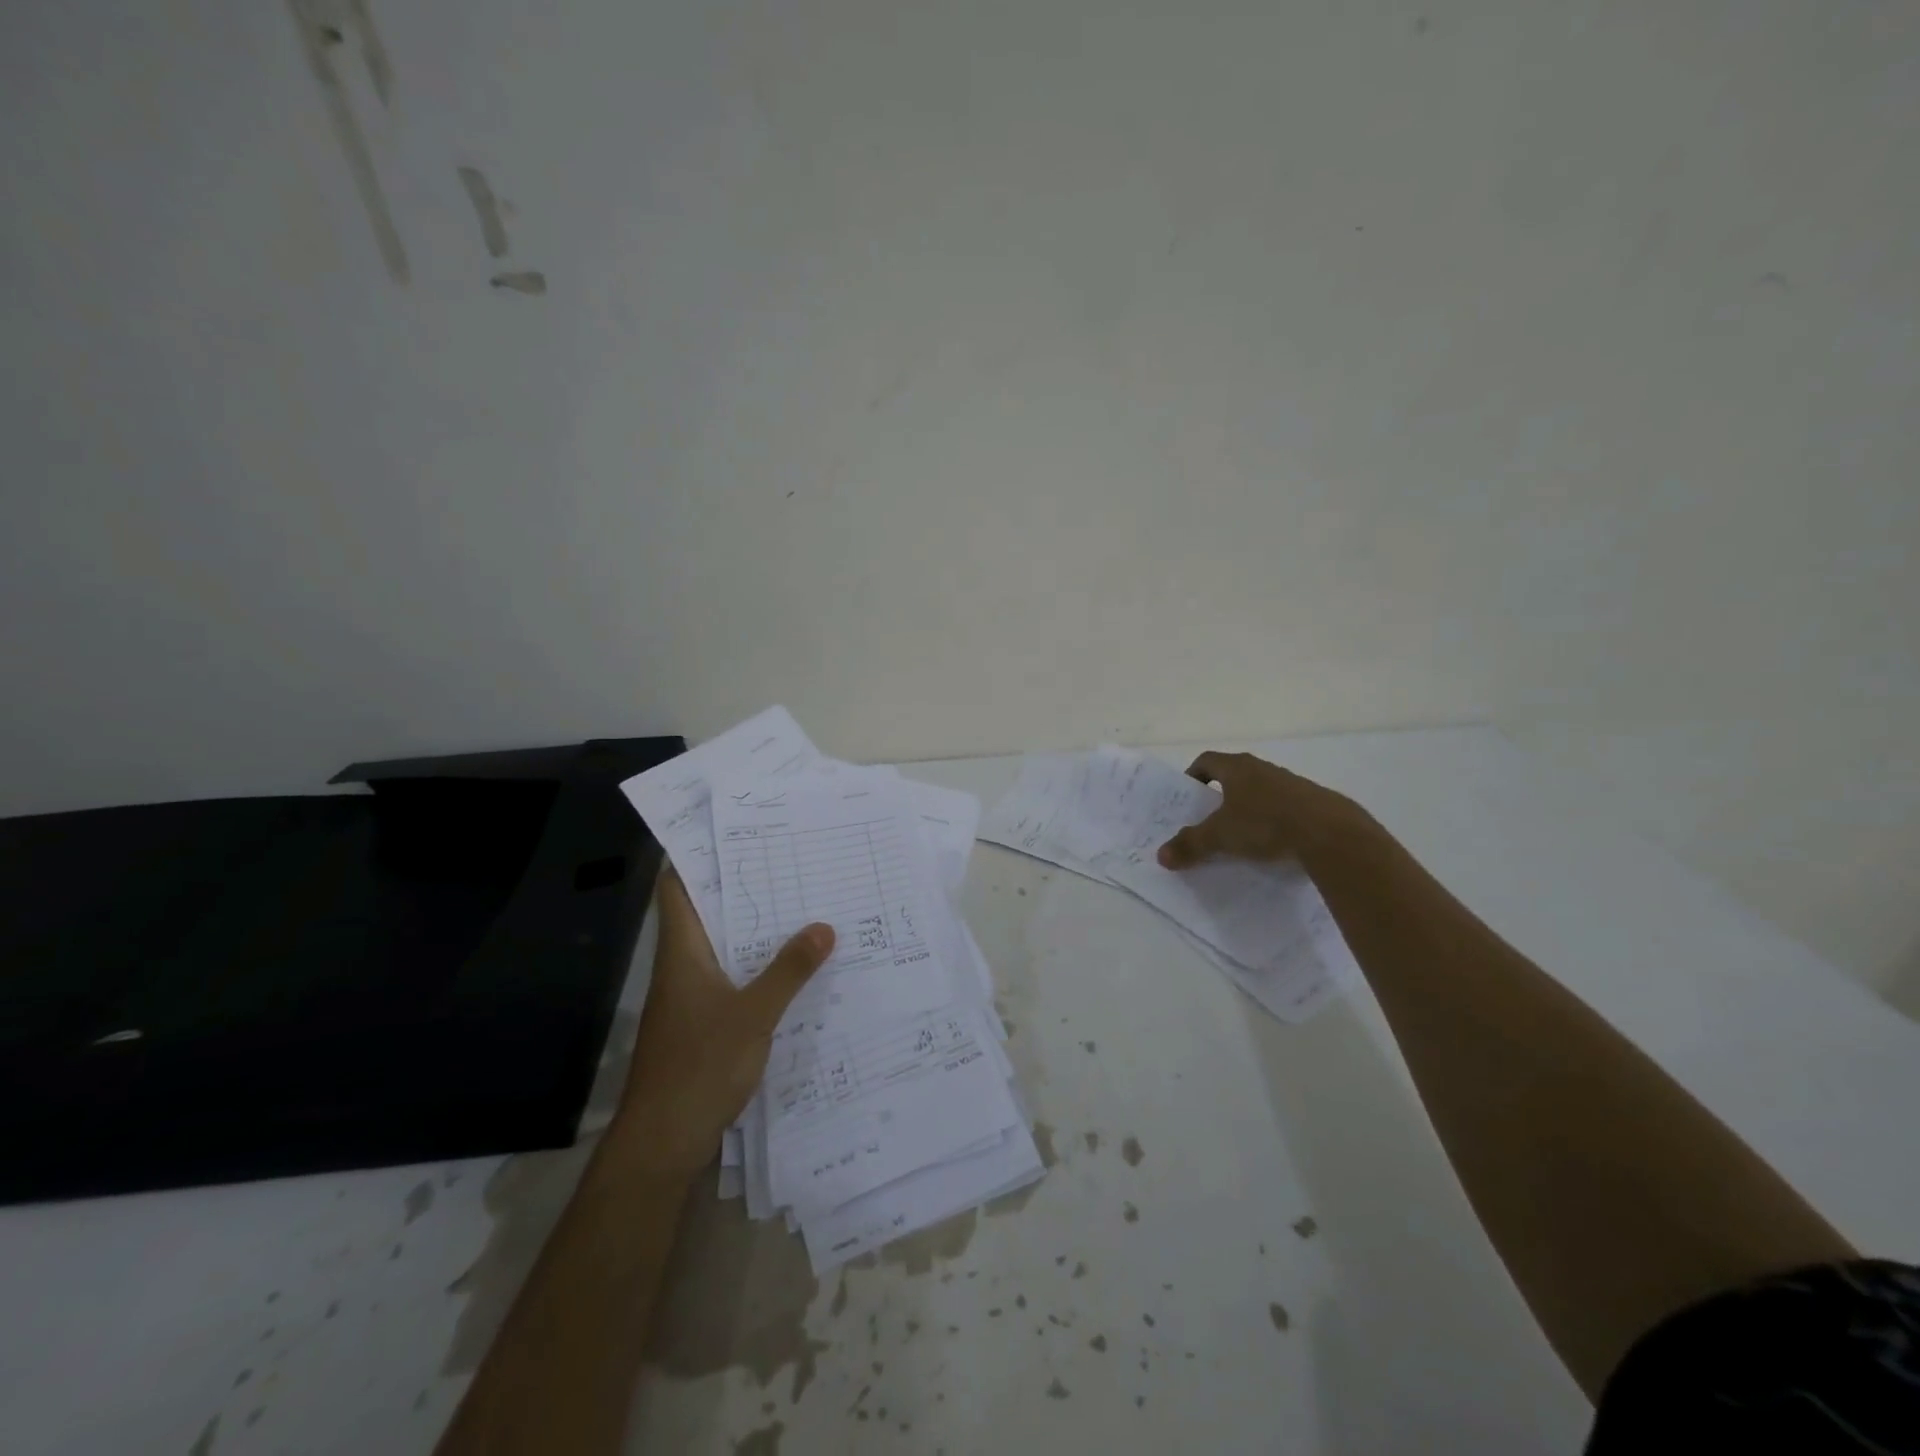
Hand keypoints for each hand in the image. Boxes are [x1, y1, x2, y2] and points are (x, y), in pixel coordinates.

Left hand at [614, 869, 834, 1177]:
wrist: (663, 1141)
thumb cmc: (699, 1066)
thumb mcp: (754, 1014)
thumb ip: (789, 970)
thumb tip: (824, 925)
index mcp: (683, 952)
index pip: (678, 889)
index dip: (697, 857)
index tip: (735, 832)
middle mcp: (683, 966)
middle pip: (708, 913)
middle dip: (744, 888)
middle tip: (788, 863)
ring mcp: (690, 997)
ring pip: (723, 947)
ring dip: (755, 929)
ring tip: (800, 905)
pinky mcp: (703, 1024)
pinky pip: (733, 979)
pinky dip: (758, 966)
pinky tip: (793, 967)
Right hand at [1156, 751, 1365, 868]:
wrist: (1330, 834)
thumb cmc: (1265, 824)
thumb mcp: (1220, 837)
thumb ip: (1190, 845)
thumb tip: (1161, 856)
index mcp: (1237, 768)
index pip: (1207, 760)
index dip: (1193, 775)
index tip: (1188, 795)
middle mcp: (1263, 768)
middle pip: (1234, 775)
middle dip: (1220, 794)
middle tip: (1209, 819)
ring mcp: (1291, 783)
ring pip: (1261, 791)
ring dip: (1249, 807)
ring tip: (1241, 834)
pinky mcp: (1314, 802)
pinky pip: (1284, 807)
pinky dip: (1274, 820)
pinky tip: (1274, 843)